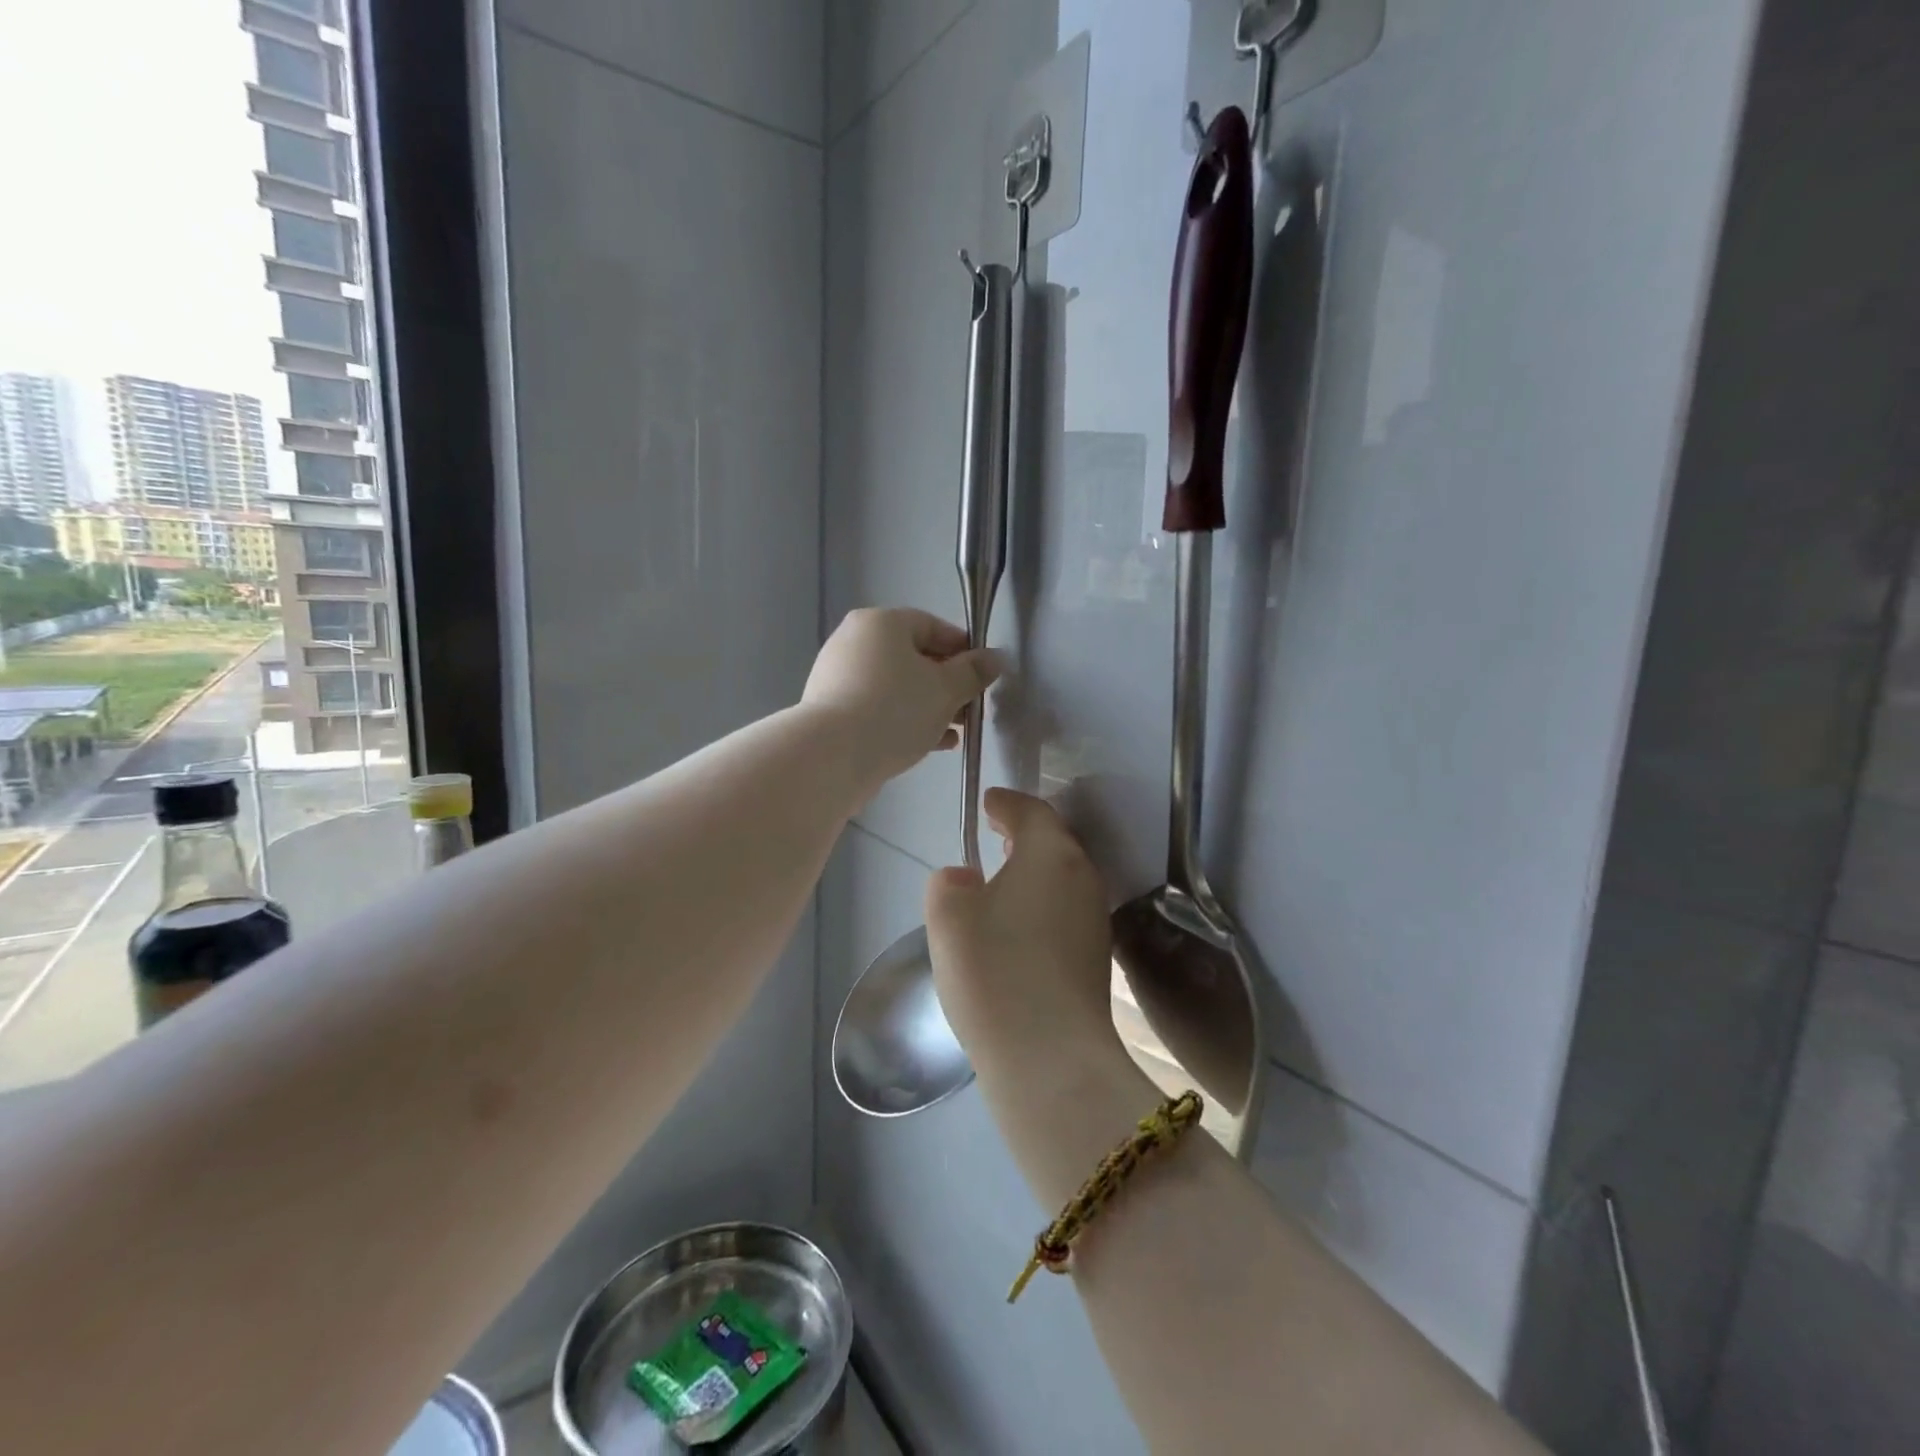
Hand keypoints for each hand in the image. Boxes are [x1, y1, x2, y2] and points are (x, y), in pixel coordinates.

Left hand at [803, 608, 999, 784]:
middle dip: (946, 685)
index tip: (983, 677)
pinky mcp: (831, 709)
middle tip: (970, 710)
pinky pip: (876, 707)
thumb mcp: (946, 690)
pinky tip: (930, 744)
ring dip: (928, 706)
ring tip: (954, 732)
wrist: (833, 756)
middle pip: (913, 658)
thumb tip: (995, 658)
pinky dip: (903, 719)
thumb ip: (973, 672)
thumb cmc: (896, 710)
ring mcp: (838, 676)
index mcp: (881, 623)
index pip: (933, 626)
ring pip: (896, 686)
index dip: (963, 651)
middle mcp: (854, 641)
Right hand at [925, 789, 1123, 1077]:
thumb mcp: (948, 917)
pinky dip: (1043, 906)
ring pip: (1064, 878)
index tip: (988, 803)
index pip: (1031, 811)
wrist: (1050, 1058)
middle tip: (997, 835)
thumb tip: (966, 878)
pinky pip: (1066, 912)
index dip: (1007, 803)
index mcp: (1050, 854)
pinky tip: (1020, 929)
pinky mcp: (1097, 957)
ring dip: (1036, 872)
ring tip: (1005, 880)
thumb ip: (949, 884)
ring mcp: (1095, 919)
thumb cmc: (994, 971)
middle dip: (1026, 835)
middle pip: (1055, 842)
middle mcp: (1083, 877)